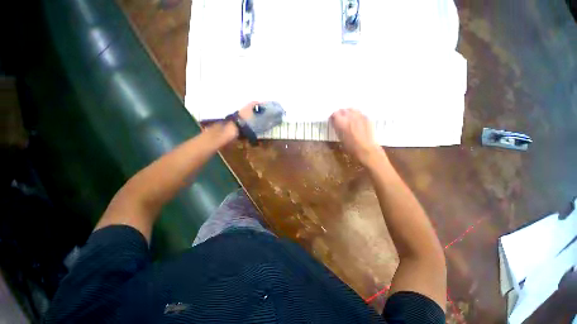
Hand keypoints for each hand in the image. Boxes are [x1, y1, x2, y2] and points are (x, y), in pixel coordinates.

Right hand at [330, 108, 384, 165]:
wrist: (366, 149)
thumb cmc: (350, 147)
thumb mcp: (340, 137)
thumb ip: (337, 128)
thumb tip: (335, 123)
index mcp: (341, 122)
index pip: (334, 113)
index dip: (333, 117)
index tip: (333, 120)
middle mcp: (350, 116)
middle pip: (343, 110)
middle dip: (341, 113)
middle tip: (340, 119)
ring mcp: (359, 116)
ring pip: (352, 109)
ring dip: (349, 113)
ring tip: (349, 118)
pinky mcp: (367, 118)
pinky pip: (360, 113)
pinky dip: (357, 116)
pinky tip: (357, 122)